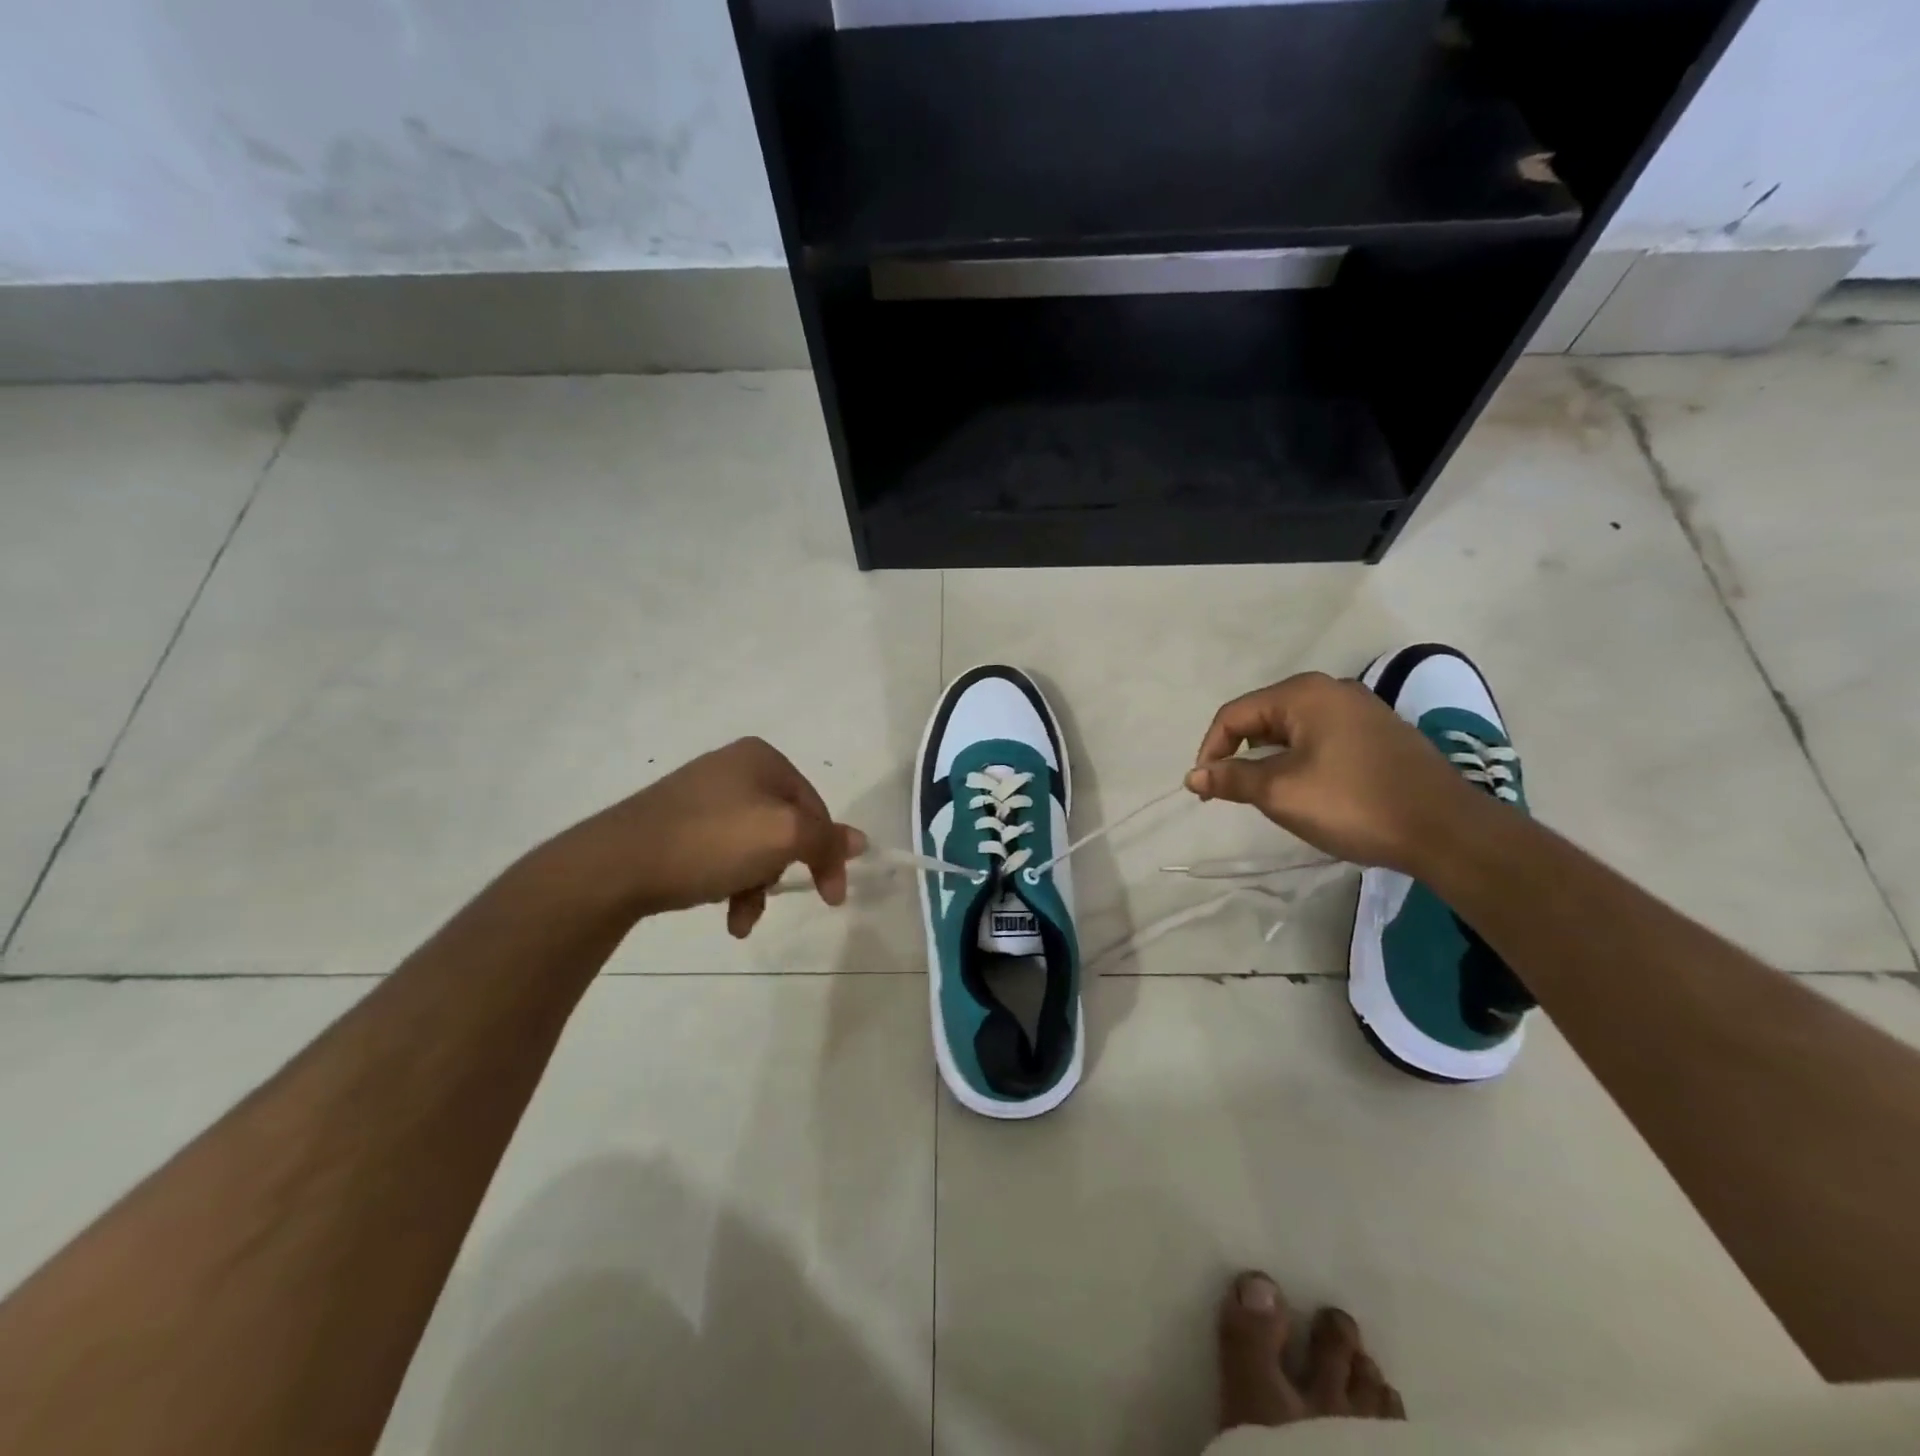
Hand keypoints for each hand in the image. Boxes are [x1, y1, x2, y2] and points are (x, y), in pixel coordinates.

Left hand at [565, 738, 864, 936]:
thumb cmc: (711, 841)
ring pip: (753, 845)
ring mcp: (701, 794)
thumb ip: (826, 839)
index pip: (815, 807)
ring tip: (739, 920)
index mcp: (762, 759)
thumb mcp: (782, 836)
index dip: (828, 853)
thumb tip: (860, 841)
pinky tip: (720, 910)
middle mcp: (733, 768)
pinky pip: (721, 852)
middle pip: (784, 827)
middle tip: (770, 900)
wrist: (615, 864)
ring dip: (755, 885)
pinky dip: (728, 882)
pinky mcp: (676, 822)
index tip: (831, 898)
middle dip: (781, 871)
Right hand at [1185, 672, 1485, 871]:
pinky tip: (1309, 791)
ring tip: (1269, 795)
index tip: (1205, 790)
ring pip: (1292, 730)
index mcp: (1304, 694)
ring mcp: (1360, 710)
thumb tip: (1194, 776)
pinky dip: (1301, 760)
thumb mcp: (1281, 793)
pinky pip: (1321, 739)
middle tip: (1234, 793)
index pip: (1234, 715)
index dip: (1210, 750)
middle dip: (1240, 755)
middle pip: (1263, 718)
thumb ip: (1232, 779)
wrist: (1447, 830)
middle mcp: (1331, 690)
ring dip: (1270, 760)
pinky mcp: (1379, 733)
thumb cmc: (1354, 804)